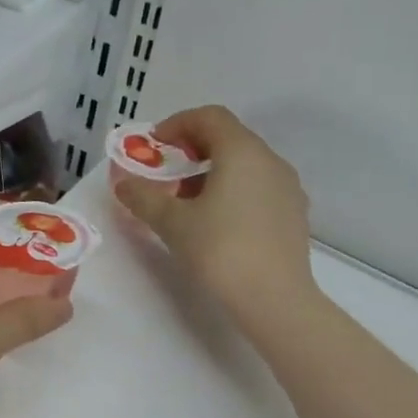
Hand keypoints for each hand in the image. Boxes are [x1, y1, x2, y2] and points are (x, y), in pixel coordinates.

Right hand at [112, 106, 316, 324]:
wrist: (275, 300)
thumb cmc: (220, 251)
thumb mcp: (172, 223)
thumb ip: (143, 197)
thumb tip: (123, 184)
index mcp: (242, 152)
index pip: (209, 117)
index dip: (177, 124)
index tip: (154, 146)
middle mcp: (270, 161)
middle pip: (229, 138)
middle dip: (192, 149)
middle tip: (165, 173)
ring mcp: (287, 187)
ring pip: (245, 164)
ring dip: (212, 171)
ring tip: (186, 202)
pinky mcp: (294, 214)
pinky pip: (258, 186)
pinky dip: (233, 190)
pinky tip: (216, 221)